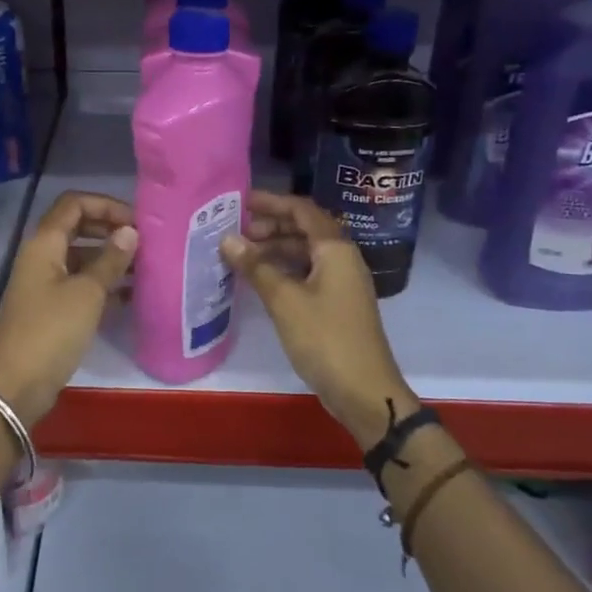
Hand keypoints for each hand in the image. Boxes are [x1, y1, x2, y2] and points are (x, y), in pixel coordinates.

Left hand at [0, 191, 136, 426]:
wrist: (16, 385)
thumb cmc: (51, 331)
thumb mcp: (87, 293)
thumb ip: (110, 260)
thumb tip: (130, 232)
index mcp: (44, 244)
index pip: (74, 203)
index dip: (106, 205)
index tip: (136, 222)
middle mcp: (41, 257)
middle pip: (77, 228)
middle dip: (110, 230)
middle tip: (144, 243)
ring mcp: (44, 284)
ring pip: (81, 258)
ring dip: (110, 259)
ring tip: (145, 270)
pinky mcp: (50, 309)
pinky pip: (79, 285)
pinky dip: (102, 285)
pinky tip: (131, 297)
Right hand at [221, 190, 415, 448]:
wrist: (364, 390)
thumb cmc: (325, 338)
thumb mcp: (284, 300)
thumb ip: (256, 267)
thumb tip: (226, 238)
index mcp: (335, 249)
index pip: (303, 210)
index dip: (272, 202)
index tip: (241, 201)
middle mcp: (342, 259)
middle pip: (305, 229)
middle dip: (271, 226)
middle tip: (237, 232)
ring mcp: (341, 283)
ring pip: (305, 253)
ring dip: (275, 249)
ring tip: (242, 256)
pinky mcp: (337, 304)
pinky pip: (307, 274)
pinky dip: (283, 270)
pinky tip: (261, 280)